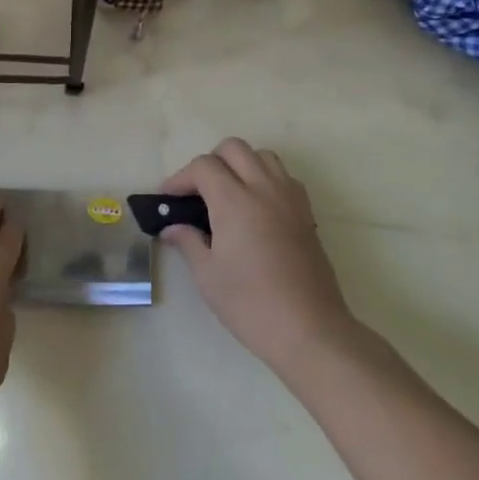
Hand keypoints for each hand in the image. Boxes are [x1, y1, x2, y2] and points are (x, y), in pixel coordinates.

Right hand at [160, 140, 357, 375]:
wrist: (310, 330)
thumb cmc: (251, 304)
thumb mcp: (208, 276)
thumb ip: (188, 242)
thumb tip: (172, 228)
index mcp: (235, 201)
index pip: (203, 166)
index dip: (181, 177)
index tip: (168, 198)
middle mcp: (264, 189)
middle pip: (233, 148)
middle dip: (209, 162)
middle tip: (197, 192)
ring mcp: (289, 198)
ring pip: (262, 156)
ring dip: (240, 165)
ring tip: (227, 194)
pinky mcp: (306, 213)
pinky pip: (283, 176)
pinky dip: (264, 178)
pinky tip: (255, 208)